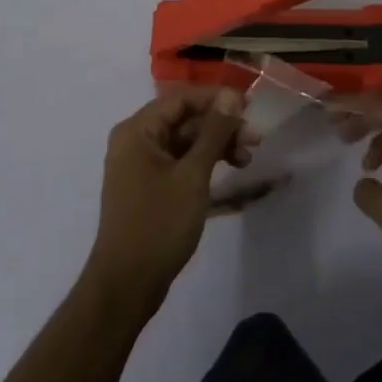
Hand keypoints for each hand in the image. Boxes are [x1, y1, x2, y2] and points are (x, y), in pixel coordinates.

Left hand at [83, 87, 253, 310]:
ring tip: (247, 160)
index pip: (181, 99)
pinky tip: (229, 172)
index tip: (249, 108)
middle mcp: (135, 141)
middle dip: (220, 127)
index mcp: (138, 130)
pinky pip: (179, 163)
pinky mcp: (148, 187)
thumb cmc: (159, 224)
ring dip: (216, 146)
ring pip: (184, 142)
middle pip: (184, 120)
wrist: (126, 286)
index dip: (216, 99)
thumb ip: (213, 132)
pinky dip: (203, 164)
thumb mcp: (193, 175)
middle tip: (255, 140)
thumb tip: (230, 95)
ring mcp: (140, 165)